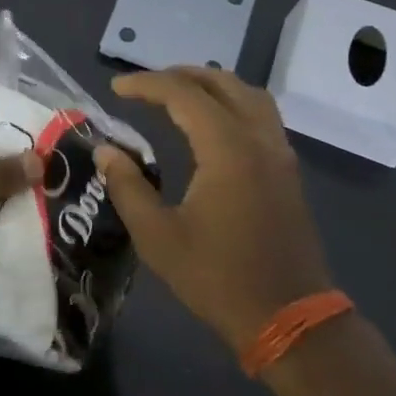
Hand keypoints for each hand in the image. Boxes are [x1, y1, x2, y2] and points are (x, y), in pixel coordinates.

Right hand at [96, 67, 333, 353]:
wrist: (289, 319)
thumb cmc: (218, 278)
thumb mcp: (158, 236)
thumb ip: (127, 187)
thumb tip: (106, 150)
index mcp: (227, 149)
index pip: (183, 94)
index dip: (146, 84)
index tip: (116, 89)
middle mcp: (259, 139)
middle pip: (221, 83)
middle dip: (179, 76)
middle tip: (144, 87)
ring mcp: (279, 154)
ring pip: (248, 95)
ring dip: (211, 85)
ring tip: (177, 94)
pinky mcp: (287, 171)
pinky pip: (261, 116)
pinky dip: (232, 104)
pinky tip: (211, 125)